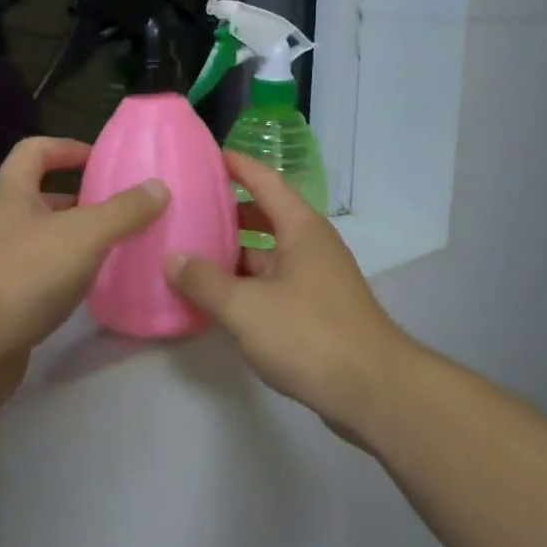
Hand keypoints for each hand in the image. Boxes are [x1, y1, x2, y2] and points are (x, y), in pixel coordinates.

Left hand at [0, 137, 166, 378]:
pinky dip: (71, 276)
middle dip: (84, 199)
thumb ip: (124, 210)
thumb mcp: (83, 234)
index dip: (68, 148)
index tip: (104, 160)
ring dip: (80, 240)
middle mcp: (3, 223)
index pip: (36, 151)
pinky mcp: (5, 302)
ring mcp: (0, 264)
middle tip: (126, 208)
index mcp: (13, 193)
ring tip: (123, 247)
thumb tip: (159, 186)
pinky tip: (97, 288)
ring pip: (47, 239)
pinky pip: (44, 277)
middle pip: (44, 197)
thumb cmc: (22, 275)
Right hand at [165, 150, 413, 439]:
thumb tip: (174, 259)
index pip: (264, 180)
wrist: (373, 390)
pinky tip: (216, 299)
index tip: (202, 156)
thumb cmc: (309, 335)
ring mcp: (316, 278)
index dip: (235, 165)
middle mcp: (311, 245)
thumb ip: (204, 282)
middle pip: (264, 215)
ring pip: (267, 254)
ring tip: (189, 254)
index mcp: (300, 228)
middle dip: (226, 211)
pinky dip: (245, 284)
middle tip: (184, 210)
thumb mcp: (245, 307)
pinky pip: (273, 283)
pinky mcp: (316, 309)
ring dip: (233, 253)